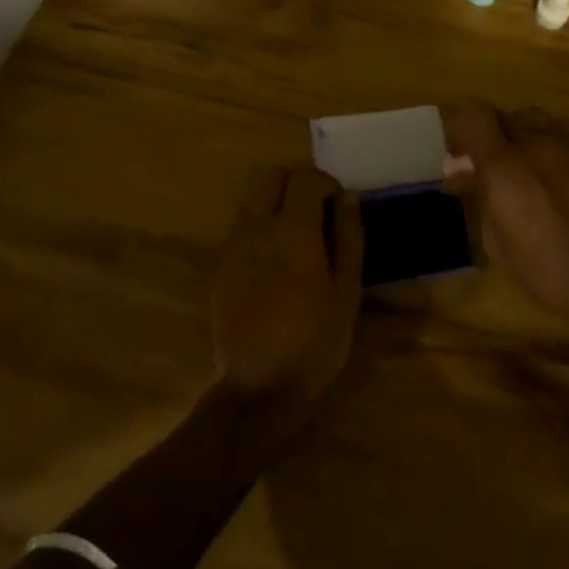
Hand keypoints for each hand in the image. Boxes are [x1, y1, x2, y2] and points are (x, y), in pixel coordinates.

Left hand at [211, 165, 363, 416]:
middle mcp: (257, 228)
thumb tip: (347, 198)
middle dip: (296, 185)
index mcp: (293, 230)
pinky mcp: (219, 269)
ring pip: (252, 201)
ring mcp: (233, 248)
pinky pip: (240, 231)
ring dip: (275, 206)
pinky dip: (259, 231)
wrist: (260, 391)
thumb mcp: (347, 290)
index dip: (326, 183)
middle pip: (272, 178)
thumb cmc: (316, 341)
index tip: (338, 206)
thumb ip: (349, 236)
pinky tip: (273, 266)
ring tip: (294, 240)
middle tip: (316, 214)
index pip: (305, 177)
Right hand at [442, 105, 568, 330]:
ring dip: (518, 136)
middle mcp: (535, 142)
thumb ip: (478, 195)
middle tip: (486, 166)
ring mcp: (568, 142)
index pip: (471, 118)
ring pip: (532, 118)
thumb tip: (459, 171)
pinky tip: (552, 176)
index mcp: (504, 166)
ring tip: (521, 168)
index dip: (458, 130)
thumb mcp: (497, 240)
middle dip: (488, 136)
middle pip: (501, 116)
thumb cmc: (547, 270)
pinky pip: (559, 132)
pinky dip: (546, 145)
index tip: (456, 154)